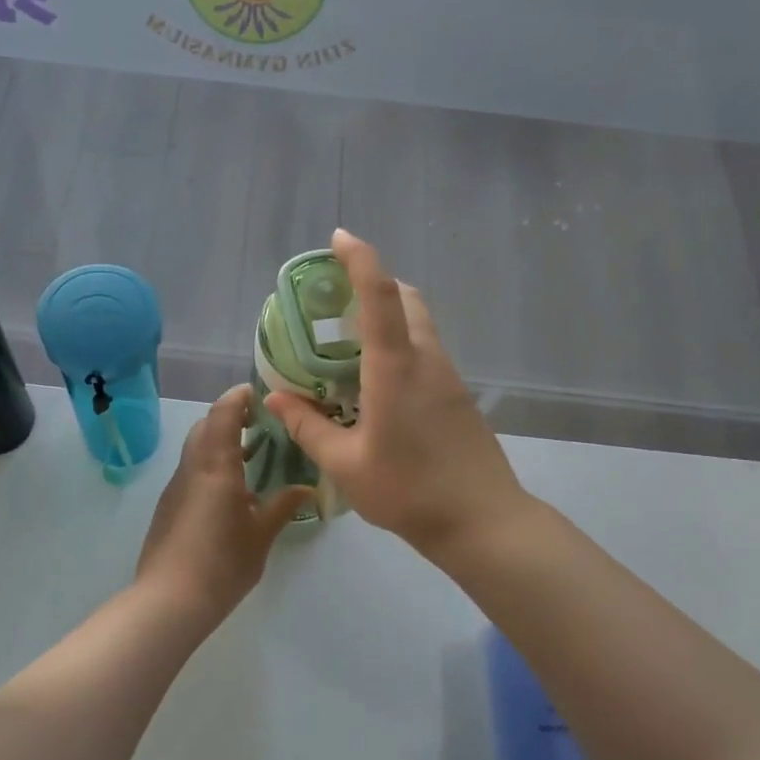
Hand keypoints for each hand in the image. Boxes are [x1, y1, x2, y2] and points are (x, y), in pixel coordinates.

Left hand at [136, 385, 312, 623]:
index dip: (240, 397)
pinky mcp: (169, 507)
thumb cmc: (222, 564)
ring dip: (220, 443)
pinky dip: (211, 467)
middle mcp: (192, 468)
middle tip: (261, 425)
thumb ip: (282, 506)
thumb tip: (306, 488)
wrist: (169, 600)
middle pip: (206, 427)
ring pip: (196, 450)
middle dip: (230, 418)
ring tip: (252, 457)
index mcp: (215, 466)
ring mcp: (176, 488)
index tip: (260, 393)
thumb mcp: (261, 535)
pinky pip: (192, 473)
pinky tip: (232, 492)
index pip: (223, 413)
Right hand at [266, 229, 528, 557]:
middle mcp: (427, 360)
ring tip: (348, 345)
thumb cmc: (408, 490)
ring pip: (419, 326)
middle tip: (335, 301)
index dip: (360, 258)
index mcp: (396, 367)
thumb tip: (276, 397)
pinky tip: (377, 384)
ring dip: (389, 317)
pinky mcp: (459, 397)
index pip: (379, 294)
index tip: (339, 238)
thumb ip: (308, 426)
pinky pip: (426, 353)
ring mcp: (449, 378)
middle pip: (406, 300)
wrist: (482, 521)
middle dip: (373, 284)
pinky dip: (401, 346)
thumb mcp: (345, 463)